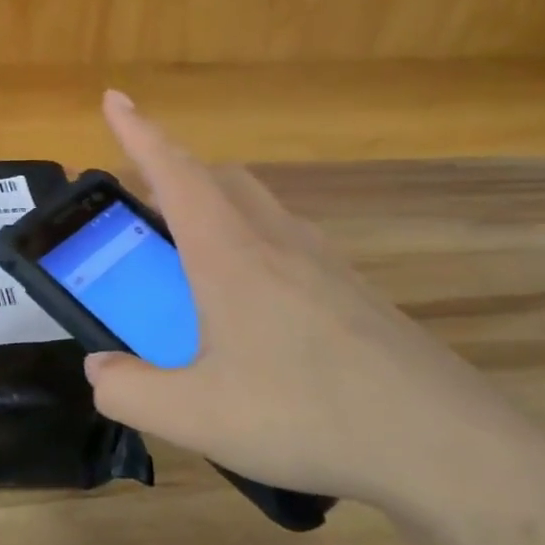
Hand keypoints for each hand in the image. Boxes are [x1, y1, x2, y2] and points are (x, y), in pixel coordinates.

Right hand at [85, 91, 544, 516]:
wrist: (444, 447)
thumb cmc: (306, 417)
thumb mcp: (192, 416)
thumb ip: (127, 390)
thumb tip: (100, 369)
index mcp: (231, 256)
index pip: (176, 173)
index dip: (139, 132)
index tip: (114, 98)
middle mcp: (278, 243)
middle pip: (220, 178)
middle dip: (173, 172)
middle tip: (142, 200)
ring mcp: (324, 265)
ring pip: (258, 207)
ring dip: (214, 208)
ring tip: (188, 256)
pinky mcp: (354, 293)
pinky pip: (288, 243)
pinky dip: (250, 245)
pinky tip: (249, 307)